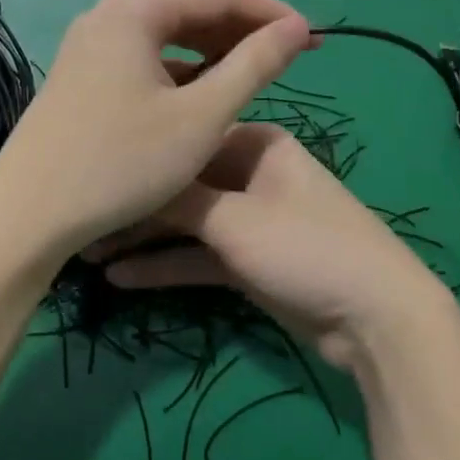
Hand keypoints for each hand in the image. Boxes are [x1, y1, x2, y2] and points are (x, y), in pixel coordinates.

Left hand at [0, 0, 311, 260]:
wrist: (28, 215)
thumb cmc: (121, 163)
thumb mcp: (201, 117)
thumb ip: (254, 65)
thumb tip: (297, 28)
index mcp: (135, 9)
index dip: (271, 13)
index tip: (314, 40)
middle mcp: (108, 13)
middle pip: (190, 8)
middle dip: (242, 30)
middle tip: (289, 59)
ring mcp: (89, 44)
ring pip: (166, 35)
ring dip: (212, 51)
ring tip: (251, 76)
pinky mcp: (81, 73)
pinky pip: (143, 58)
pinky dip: (179, 71)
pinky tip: (199, 96)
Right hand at [94, 124, 454, 369]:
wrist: (376, 317)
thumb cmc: (305, 246)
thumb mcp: (234, 219)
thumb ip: (178, 199)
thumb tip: (124, 180)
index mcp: (255, 143)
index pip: (184, 145)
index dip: (139, 167)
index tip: (93, 185)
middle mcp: (250, 173)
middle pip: (181, 187)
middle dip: (136, 210)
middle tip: (84, 229)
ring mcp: (251, 219)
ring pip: (187, 224)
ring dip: (145, 240)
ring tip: (89, 255)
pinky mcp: (250, 260)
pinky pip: (200, 256)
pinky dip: (167, 265)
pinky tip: (120, 277)